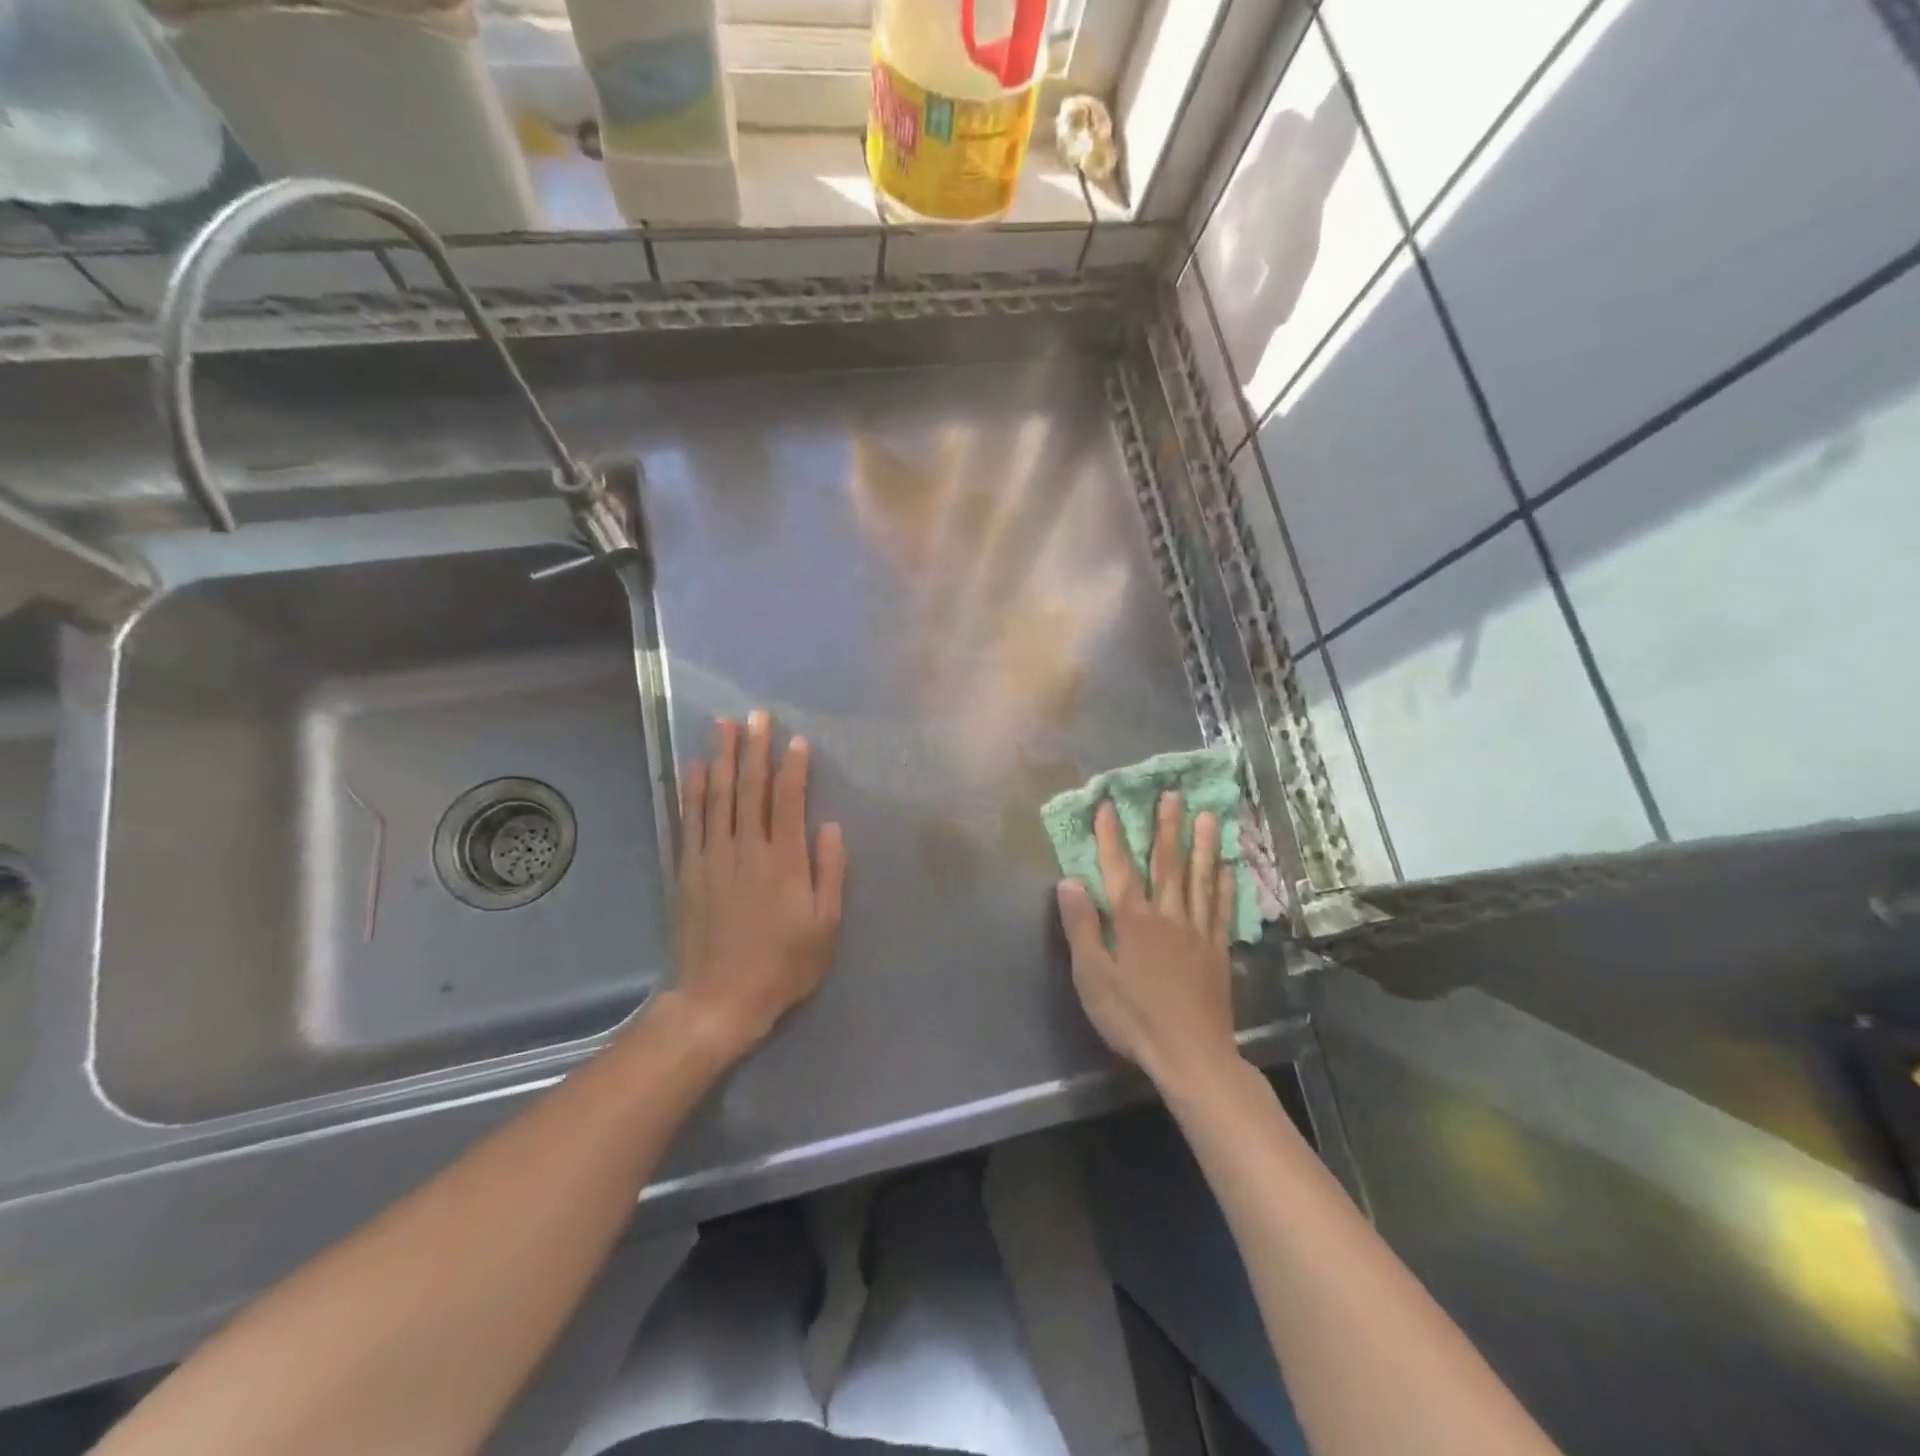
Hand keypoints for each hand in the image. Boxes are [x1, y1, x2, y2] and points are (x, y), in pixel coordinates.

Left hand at [669, 711, 845, 1063]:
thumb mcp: (825, 926)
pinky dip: (692, 791)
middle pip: (750, 789)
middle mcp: (746, 850)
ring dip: (721, 758)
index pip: (788, 802)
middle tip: (757, 715)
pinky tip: (694, 767)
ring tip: (724, 726)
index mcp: (784, 862)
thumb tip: (830, 826)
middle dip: (754, 749)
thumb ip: (830, 873)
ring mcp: (713, 858)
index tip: (796, 740)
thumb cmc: (783, 965)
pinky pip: (690, 821)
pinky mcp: (688, 870)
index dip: (792, 768)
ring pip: (718, 797)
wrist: (719, 999)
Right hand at [1056, 793, 1237, 1091]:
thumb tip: (1069, 881)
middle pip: (1166, 864)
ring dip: (1202, 845)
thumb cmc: (1132, 1017)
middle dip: (1166, 827)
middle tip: (1173, 794)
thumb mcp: (1092, 977)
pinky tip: (1228, 867)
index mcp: (1133, 921)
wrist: (1190, 1055)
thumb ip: (1082, 927)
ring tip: (1207, 816)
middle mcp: (1167, 917)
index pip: (1119, 869)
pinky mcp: (1217, 951)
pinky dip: (1224, 885)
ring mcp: (1197, 932)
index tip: (1109, 805)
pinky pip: (1221, 909)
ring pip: (1199, 879)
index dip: (1112, 837)